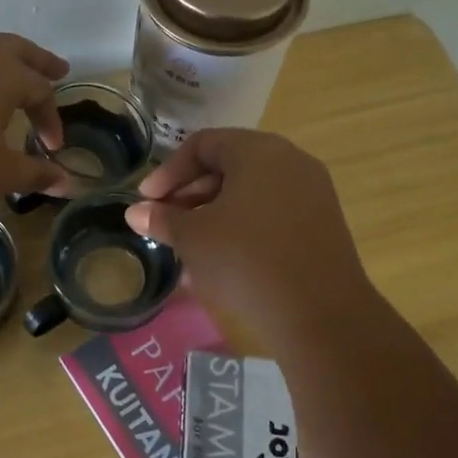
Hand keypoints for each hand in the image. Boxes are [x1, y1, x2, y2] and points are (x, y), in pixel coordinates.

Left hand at [0, 33, 71, 225]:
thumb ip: (35, 173)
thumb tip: (67, 184)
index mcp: (2, 72)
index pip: (39, 90)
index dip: (51, 118)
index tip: (52, 148)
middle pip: (14, 49)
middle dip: (37, 62)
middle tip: (57, 69)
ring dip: (1, 63)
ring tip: (10, 79)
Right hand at [125, 129, 375, 332]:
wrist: (319, 312)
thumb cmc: (245, 260)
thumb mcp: (193, 238)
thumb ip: (163, 219)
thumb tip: (136, 213)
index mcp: (258, 151)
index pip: (202, 145)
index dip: (168, 172)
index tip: (146, 202)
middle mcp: (290, 162)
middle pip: (229, 167)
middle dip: (190, 195)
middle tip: (165, 224)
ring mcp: (312, 193)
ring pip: (250, 194)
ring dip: (213, 216)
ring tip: (189, 249)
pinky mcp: (322, 225)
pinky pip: (272, 215)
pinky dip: (242, 230)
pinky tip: (221, 263)